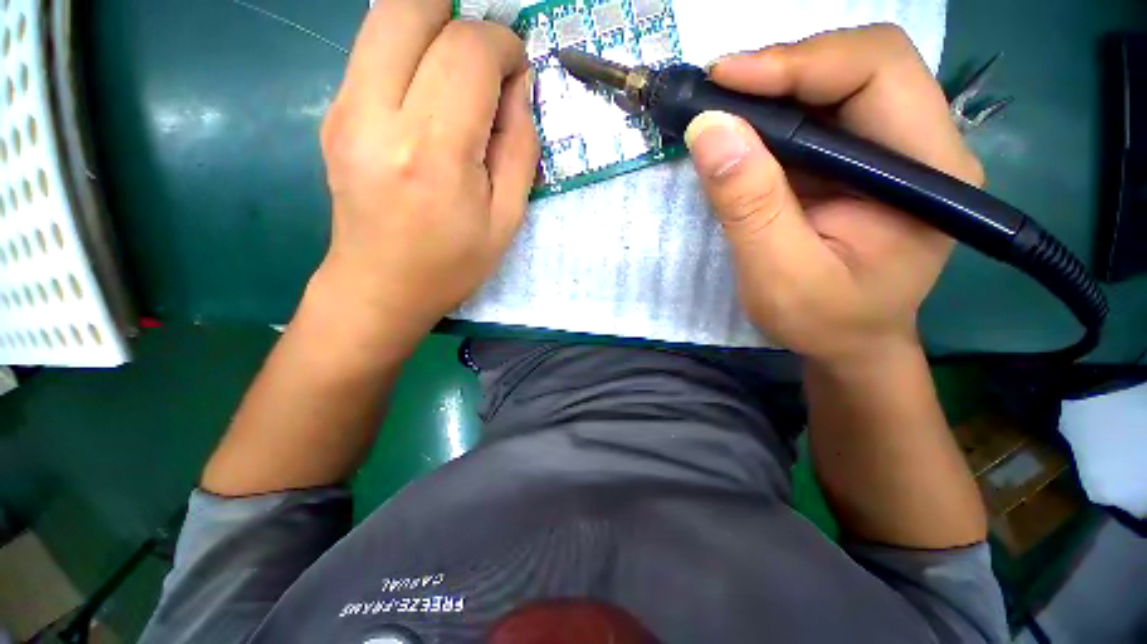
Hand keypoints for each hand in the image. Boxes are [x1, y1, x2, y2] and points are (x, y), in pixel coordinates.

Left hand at [317, 0, 537, 338]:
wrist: (380, 287)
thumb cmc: (452, 263)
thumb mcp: (507, 218)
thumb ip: (520, 147)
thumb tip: (518, 87)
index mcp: (433, 151)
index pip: (467, 51)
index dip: (502, 45)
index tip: (518, 71)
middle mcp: (377, 114)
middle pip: (411, 6)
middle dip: (461, 17)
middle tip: (486, 59)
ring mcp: (344, 109)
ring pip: (385, 17)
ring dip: (433, 28)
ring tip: (461, 74)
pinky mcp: (333, 113)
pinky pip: (373, 51)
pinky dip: (410, 52)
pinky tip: (430, 96)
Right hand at [685, 25, 982, 363]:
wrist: (849, 344)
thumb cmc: (824, 322)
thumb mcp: (779, 275)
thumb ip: (749, 206)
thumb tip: (709, 130)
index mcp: (929, 172)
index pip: (878, 71)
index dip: (798, 62)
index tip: (724, 79)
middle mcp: (923, 145)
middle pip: (861, 63)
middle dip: (783, 69)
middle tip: (717, 93)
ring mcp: (894, 150)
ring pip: (837, 82)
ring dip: (774, 89)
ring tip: (722, 113)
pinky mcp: (862, 162)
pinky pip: (820, 116)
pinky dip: (774, 115)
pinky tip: (743, 134)